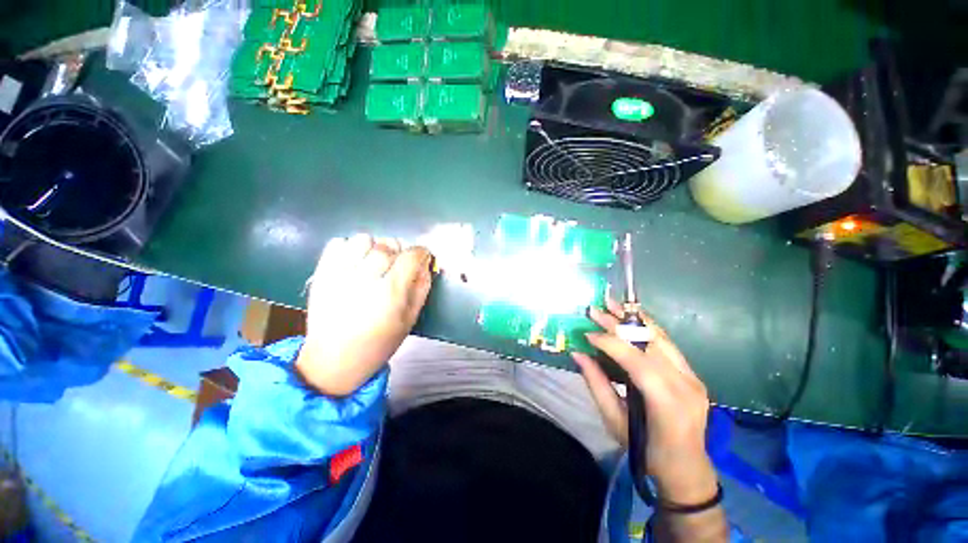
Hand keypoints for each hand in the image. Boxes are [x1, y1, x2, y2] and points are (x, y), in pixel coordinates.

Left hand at [296, 234, 432, 396]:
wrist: (334, 359)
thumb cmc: (379, 342)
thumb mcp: (410, 318)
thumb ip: (421, 287)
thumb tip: (425, 264)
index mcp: (390, 293)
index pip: (411, 256)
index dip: (421, 253)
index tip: (422, 257)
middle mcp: (364, 279)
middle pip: (388, 245)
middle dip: (398, 251)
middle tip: (397, 265)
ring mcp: (339, 274)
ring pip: (363, 239)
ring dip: (374, 247)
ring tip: (374, 263)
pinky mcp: (321, 273)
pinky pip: (337, 243)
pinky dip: (349, 247)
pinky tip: (354, 263)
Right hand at [572, 298, 717, 504]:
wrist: (686, 468)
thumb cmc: (646, 451)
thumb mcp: (614, 422)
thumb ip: (596, 385)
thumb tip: (577, 354)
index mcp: (667, 403)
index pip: (636, 361)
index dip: (609, 343)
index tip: (587, 334)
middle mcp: (685, 384)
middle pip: (649, 343)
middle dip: (619, 323)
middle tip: (595, 309)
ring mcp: (693, 376)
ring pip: (660, 337)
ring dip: (633, 318)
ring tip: (612, 304)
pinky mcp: (692, 373)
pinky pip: (665, 344)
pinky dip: (645, 328)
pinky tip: (629, 318)